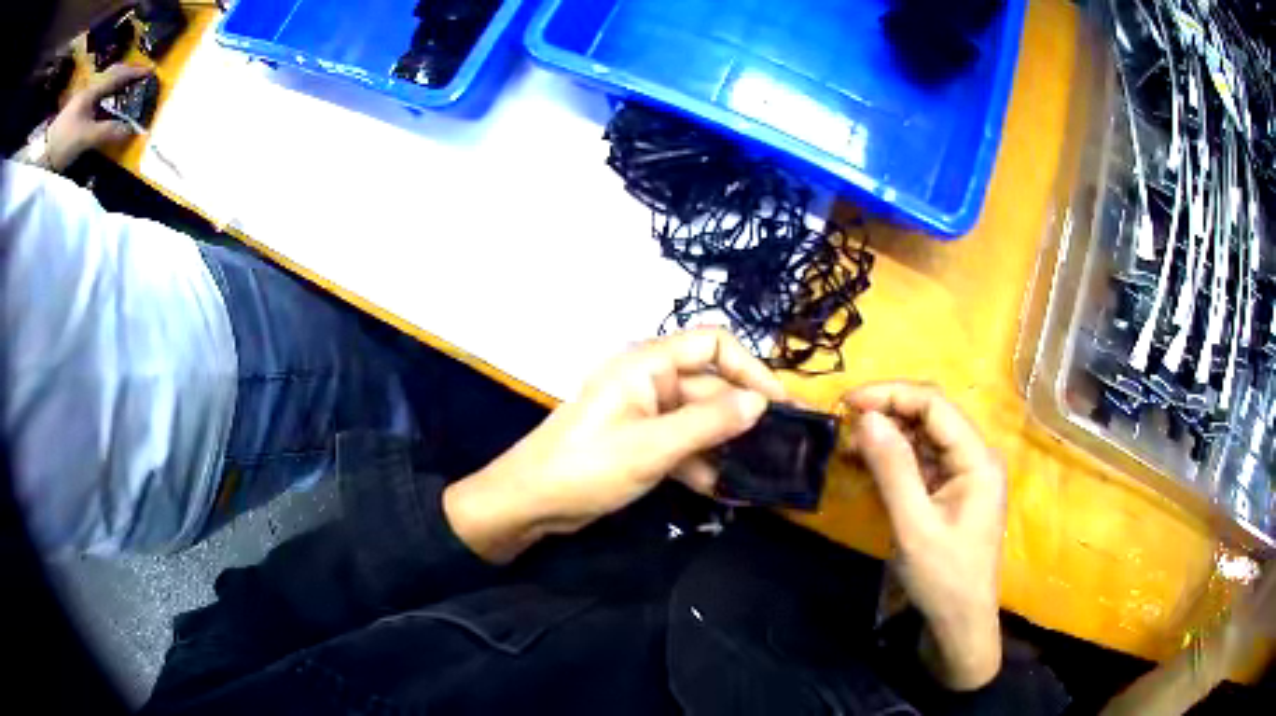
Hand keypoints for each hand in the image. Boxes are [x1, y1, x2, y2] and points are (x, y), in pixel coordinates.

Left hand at [44, 63, 151, 170]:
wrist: (42, 156)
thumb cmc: (63, 142)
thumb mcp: (84, 138)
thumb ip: (107, 132)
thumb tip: (130, 130)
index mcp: (92, 91)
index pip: (117, 76)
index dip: (134, 73)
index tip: (150, 71)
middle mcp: (88, 91)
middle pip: (110, 77)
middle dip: (124, 76)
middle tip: (137, 78)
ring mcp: (80, 102)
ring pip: (102, 88)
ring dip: (114, 88)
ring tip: (124, 93)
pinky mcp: (74, 114)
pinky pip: (95, 101)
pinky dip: (104, 100)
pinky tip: (105, 108)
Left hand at [443, 329, 786, 563]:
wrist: (530, 502)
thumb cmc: (586, 466)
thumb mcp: (652, 447)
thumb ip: (708, 423)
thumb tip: (760, 403)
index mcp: (647, 365)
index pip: (713, 345)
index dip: (751, 369)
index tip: (781, 404)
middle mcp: (650, 382)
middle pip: (711, 387)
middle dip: (747, 416)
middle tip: (787, 447)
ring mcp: (646, 414)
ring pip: (701, 420)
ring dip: (729, 445)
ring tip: (766, 473)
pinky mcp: (641, 443)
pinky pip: (684, 445)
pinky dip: (705, 465)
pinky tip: (731, 491)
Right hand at [842, 382, 1006, 690]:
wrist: (959, 623)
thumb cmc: (942, 577)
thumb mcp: (913, 525)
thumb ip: (892, 469)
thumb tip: (866, 417)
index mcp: (978, 458)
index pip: (935, 405)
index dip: (891, 395)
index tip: (848, 402)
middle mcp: (975, 456)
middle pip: (931, 416)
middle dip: (887, 412)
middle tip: (843, 422)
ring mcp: (964, 474)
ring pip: (923, 437)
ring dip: (887, 435)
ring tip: (848, 444)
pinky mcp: (951, 491)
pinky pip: (921, 461)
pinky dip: (893, 459)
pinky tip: (865, 462)